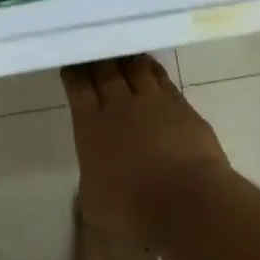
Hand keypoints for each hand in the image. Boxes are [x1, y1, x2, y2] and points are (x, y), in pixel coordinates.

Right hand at [63, 56, 229, 242]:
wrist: (187, 200)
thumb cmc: (133, 210)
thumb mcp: (95, 206)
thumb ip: (90, 184)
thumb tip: (94, 178)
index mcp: (91, 127)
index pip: (78, 90)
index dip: (74, 74)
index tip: (72, 63)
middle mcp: (119, 107)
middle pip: (106, 73)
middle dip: (99, 60)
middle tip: (96, 48)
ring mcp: (153, 102)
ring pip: (136, 69)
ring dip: (127, 59)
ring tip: (123, 52)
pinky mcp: (181, 106)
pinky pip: (163, 78)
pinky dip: (153, 69)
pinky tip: (151, 66)